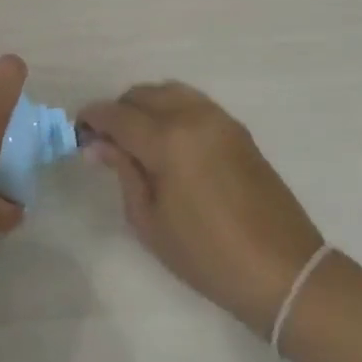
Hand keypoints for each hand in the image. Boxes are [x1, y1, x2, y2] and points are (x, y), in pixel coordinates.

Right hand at [79, 82, 323, 336]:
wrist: (283, 270)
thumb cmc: (206, 255)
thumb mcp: (149, 221)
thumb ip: (124, 173)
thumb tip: (98, 145)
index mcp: (168, 140)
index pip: (117, 115)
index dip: (92, 119)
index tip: (78, 132)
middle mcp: (193, 117)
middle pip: (142, 94)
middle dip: (118, 111)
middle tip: (107, 142)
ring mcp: (220, 120)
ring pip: (170, 91)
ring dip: (146, 106)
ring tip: (137, 139)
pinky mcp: (238, 130)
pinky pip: (193, 103)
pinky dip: (171, 110)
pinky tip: (167, 141)